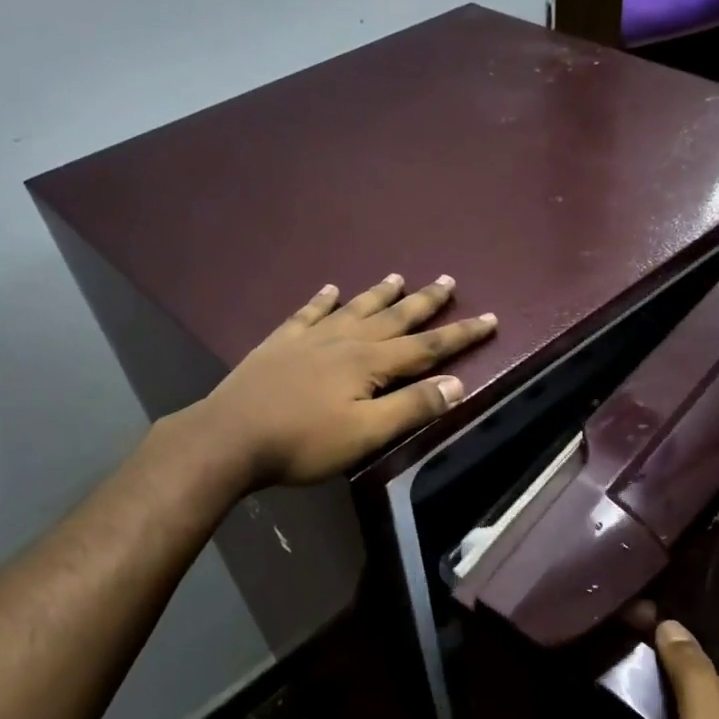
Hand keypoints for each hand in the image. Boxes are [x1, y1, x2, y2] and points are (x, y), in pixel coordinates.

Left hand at [199, 273, 497, 488]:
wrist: (230, 436)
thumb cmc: (303, 441)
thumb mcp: (366, 433)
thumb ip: (411, 407)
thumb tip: (456, 384)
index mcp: (369, 362)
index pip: (426, 346)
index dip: (460, 334)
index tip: (489, 318)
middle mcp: (345, 340)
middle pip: (394, 317)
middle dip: (425, 301)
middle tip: (448, 279)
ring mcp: (310, 337)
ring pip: (354, 308)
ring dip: (379, 293)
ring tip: (398, 276)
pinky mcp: (280, 343)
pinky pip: (308, 313)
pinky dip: (322, 300)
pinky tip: (328, 289)